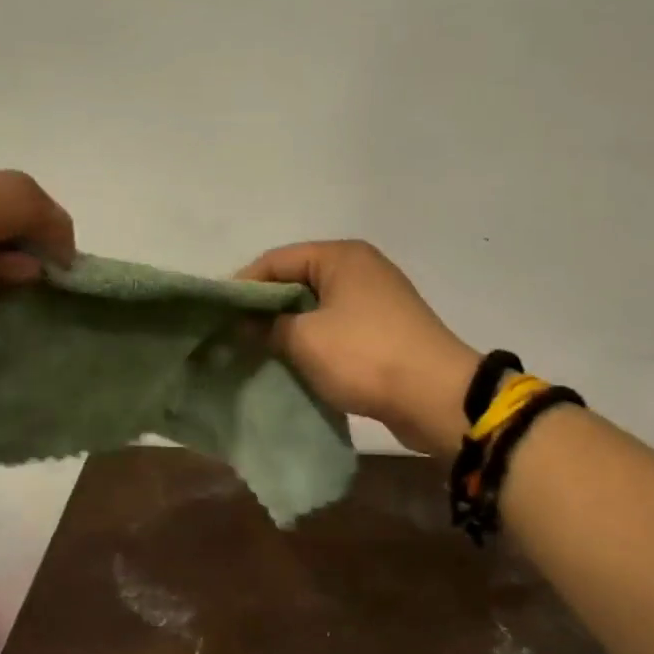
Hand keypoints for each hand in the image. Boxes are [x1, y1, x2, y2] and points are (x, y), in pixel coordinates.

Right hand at [237, 241, 479, 454]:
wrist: (437, 397)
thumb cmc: (365, 356)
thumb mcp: (304, 339)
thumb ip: (267, 326)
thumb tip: (244, 324)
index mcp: (341, 256)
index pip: (275, 260)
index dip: (242, 286)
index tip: (217, 316)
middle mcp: (359, 269)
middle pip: (296, 282)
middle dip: (264, 309)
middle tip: (231, 336)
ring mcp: (375, 300)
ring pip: (315, 309)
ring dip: (287, 329)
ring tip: (255, 353)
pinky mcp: (383, 331)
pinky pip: (335, 329)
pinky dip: (312, 343)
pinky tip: (290, 364)